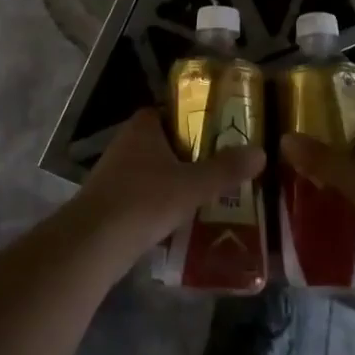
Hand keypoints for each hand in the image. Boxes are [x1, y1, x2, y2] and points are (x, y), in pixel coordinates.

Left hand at [72, 108, 264, 260]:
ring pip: (152, 170)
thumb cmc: (144, 200)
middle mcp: (125, 143)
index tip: (219, 132)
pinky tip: (180, 220)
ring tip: (207, 194)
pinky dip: (159, 203)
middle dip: (188, 153)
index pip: (170, 111)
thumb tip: (261, 152)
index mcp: (143, 127)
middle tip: (221, 165)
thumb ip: (226, 169)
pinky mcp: (109, 202)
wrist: (93, 244)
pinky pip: (142, 195)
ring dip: (174, 180)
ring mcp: (113, 173)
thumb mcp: (193, 185)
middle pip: (163, 141)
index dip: (193, 119)